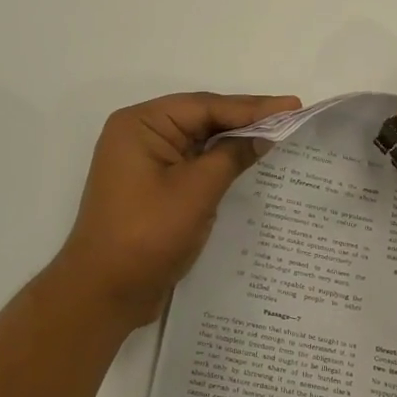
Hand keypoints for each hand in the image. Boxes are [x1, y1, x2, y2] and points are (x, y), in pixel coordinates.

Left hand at [56, 92, 300, 325]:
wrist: (104, 292)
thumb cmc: (147, 235)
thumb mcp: (196, 191)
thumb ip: (231, 156)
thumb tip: (263, 136)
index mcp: (141, 124)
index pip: (205, 106)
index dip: (251, 107)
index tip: (292, 105)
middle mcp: (139, 135)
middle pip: (201, 118)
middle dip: (245, 120)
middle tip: (291, 115)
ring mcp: (144, 161)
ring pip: (198, 141)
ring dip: (234, 140)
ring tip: (278, 134)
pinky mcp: (152, 186)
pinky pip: (191, 163)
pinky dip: (219, 162)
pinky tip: (248, 160)